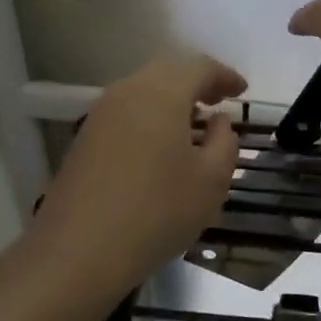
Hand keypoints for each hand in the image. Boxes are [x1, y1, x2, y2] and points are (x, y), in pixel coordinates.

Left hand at [35, 52, 246, 293]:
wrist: (76, 253)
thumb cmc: (156, 212)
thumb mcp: (210, 181)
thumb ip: (224, 143)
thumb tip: (218, 122)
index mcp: (161, 93)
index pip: (199, 67)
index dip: (225, 75)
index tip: (243, 91)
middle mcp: (128, 92)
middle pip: (168, 72)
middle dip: (196, 82)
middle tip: (219, 102)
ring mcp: (100, 114)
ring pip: (144, 91)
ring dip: (172, 100)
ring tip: (193, 125)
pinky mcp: (85, 139)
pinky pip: (127, 113)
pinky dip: (150, 117)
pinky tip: (161, 146)